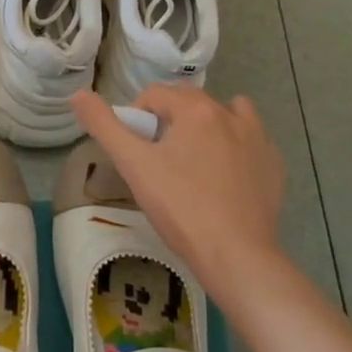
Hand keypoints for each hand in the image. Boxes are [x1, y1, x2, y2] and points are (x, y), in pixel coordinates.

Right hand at [70, 85, 287, 307]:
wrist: (237, 257)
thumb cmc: (180, 207)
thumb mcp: (134, 165)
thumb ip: (104, 126)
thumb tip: (78, 94)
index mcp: (196, 109)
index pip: (155, 95)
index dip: (136, 118)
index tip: (133, 151)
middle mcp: (231, 114)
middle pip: (190, 102)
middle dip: (169, 121)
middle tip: (157, 161)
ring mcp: (259, 140)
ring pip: (227, 115)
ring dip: (208, 126)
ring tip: (194, 161)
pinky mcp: (274, 167)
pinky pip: (251, 143)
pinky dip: (235, 149)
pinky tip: (224, 178)